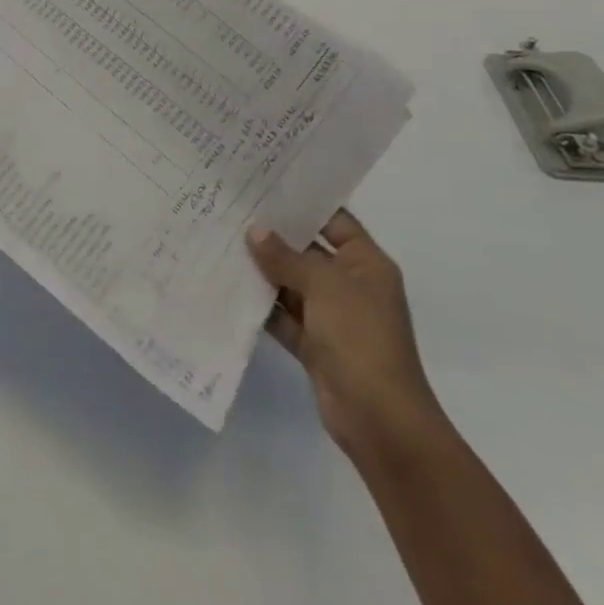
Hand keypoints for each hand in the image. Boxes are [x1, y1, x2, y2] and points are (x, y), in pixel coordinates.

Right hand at [247, 210, 442, 454]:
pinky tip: (230, 284)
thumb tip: (255, 231)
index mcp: (366, 263)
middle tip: (234, 208)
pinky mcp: (315, 344)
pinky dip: (262, 304)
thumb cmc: (360, 337)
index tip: (265, 183)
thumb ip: (286, 257)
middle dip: (274, 235)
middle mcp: (351, 284)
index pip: (334, 219)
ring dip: (263, 269)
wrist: (380, 421)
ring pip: (292, 283)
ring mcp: (332, 316)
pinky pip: (284, 314)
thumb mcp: (324, 286)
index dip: (303, 202)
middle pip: (308, 250)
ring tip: (223, 240)